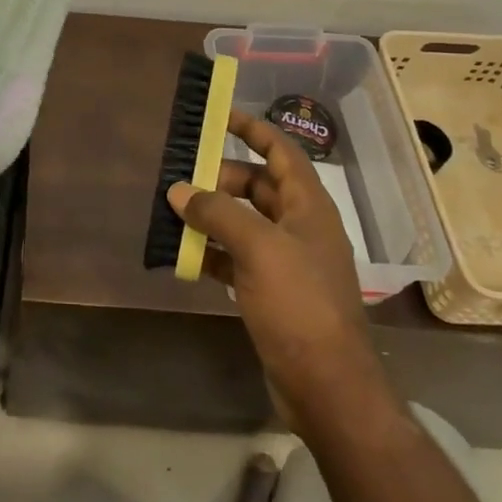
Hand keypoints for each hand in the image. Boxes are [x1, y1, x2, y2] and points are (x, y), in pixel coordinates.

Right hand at [168, 111, 397, 438]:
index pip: (281, 152)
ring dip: (213, 215)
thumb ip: (217, 213)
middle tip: (182, 177)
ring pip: (245, 223)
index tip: (219, 115)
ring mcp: (287, 262)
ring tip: (174, 211)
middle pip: (259, 186)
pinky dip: (213, 251)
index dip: (253, 129)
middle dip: (221, 178)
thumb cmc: (299, 304)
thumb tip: (179, 190)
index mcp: (309, 206)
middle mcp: (301, 227)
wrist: (327, 386)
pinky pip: (238, 258)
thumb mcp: (257, 248)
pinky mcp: (273, 292)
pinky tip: (185, 255)